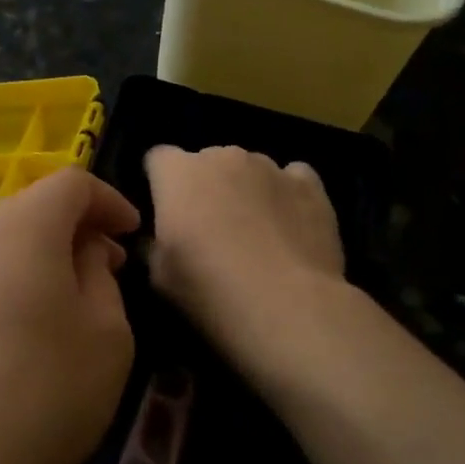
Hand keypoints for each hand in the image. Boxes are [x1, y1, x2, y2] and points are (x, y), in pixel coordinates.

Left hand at [0, 168, 140, 463]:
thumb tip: (81, 256)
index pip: (71, 183)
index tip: (131, 234)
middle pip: (30, 209)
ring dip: (39, 258)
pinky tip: (20, 334)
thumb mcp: (106, 335)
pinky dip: (7, 285)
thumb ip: (101, 279)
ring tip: (67, 303)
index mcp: (22, 226)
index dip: (109, 201)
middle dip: (75, 230)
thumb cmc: (43, 393)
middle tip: (107, 268)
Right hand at [143, 146, 345, 357]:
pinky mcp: (311, 184)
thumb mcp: (158, 276)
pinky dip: (286, 194)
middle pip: (207, 162)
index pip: (158, 158)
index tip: (165, 212)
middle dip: (205, 186)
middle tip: (210, 229)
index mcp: (179, 173)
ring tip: (257, 232)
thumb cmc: (209, 290)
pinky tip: (291, 225)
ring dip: (246, 190)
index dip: (159, 183)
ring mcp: (271, 167)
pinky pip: (292, 178)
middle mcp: (224, 157)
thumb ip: (154, 243)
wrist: (286, 307)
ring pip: (250, 169)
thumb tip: (159, 236)